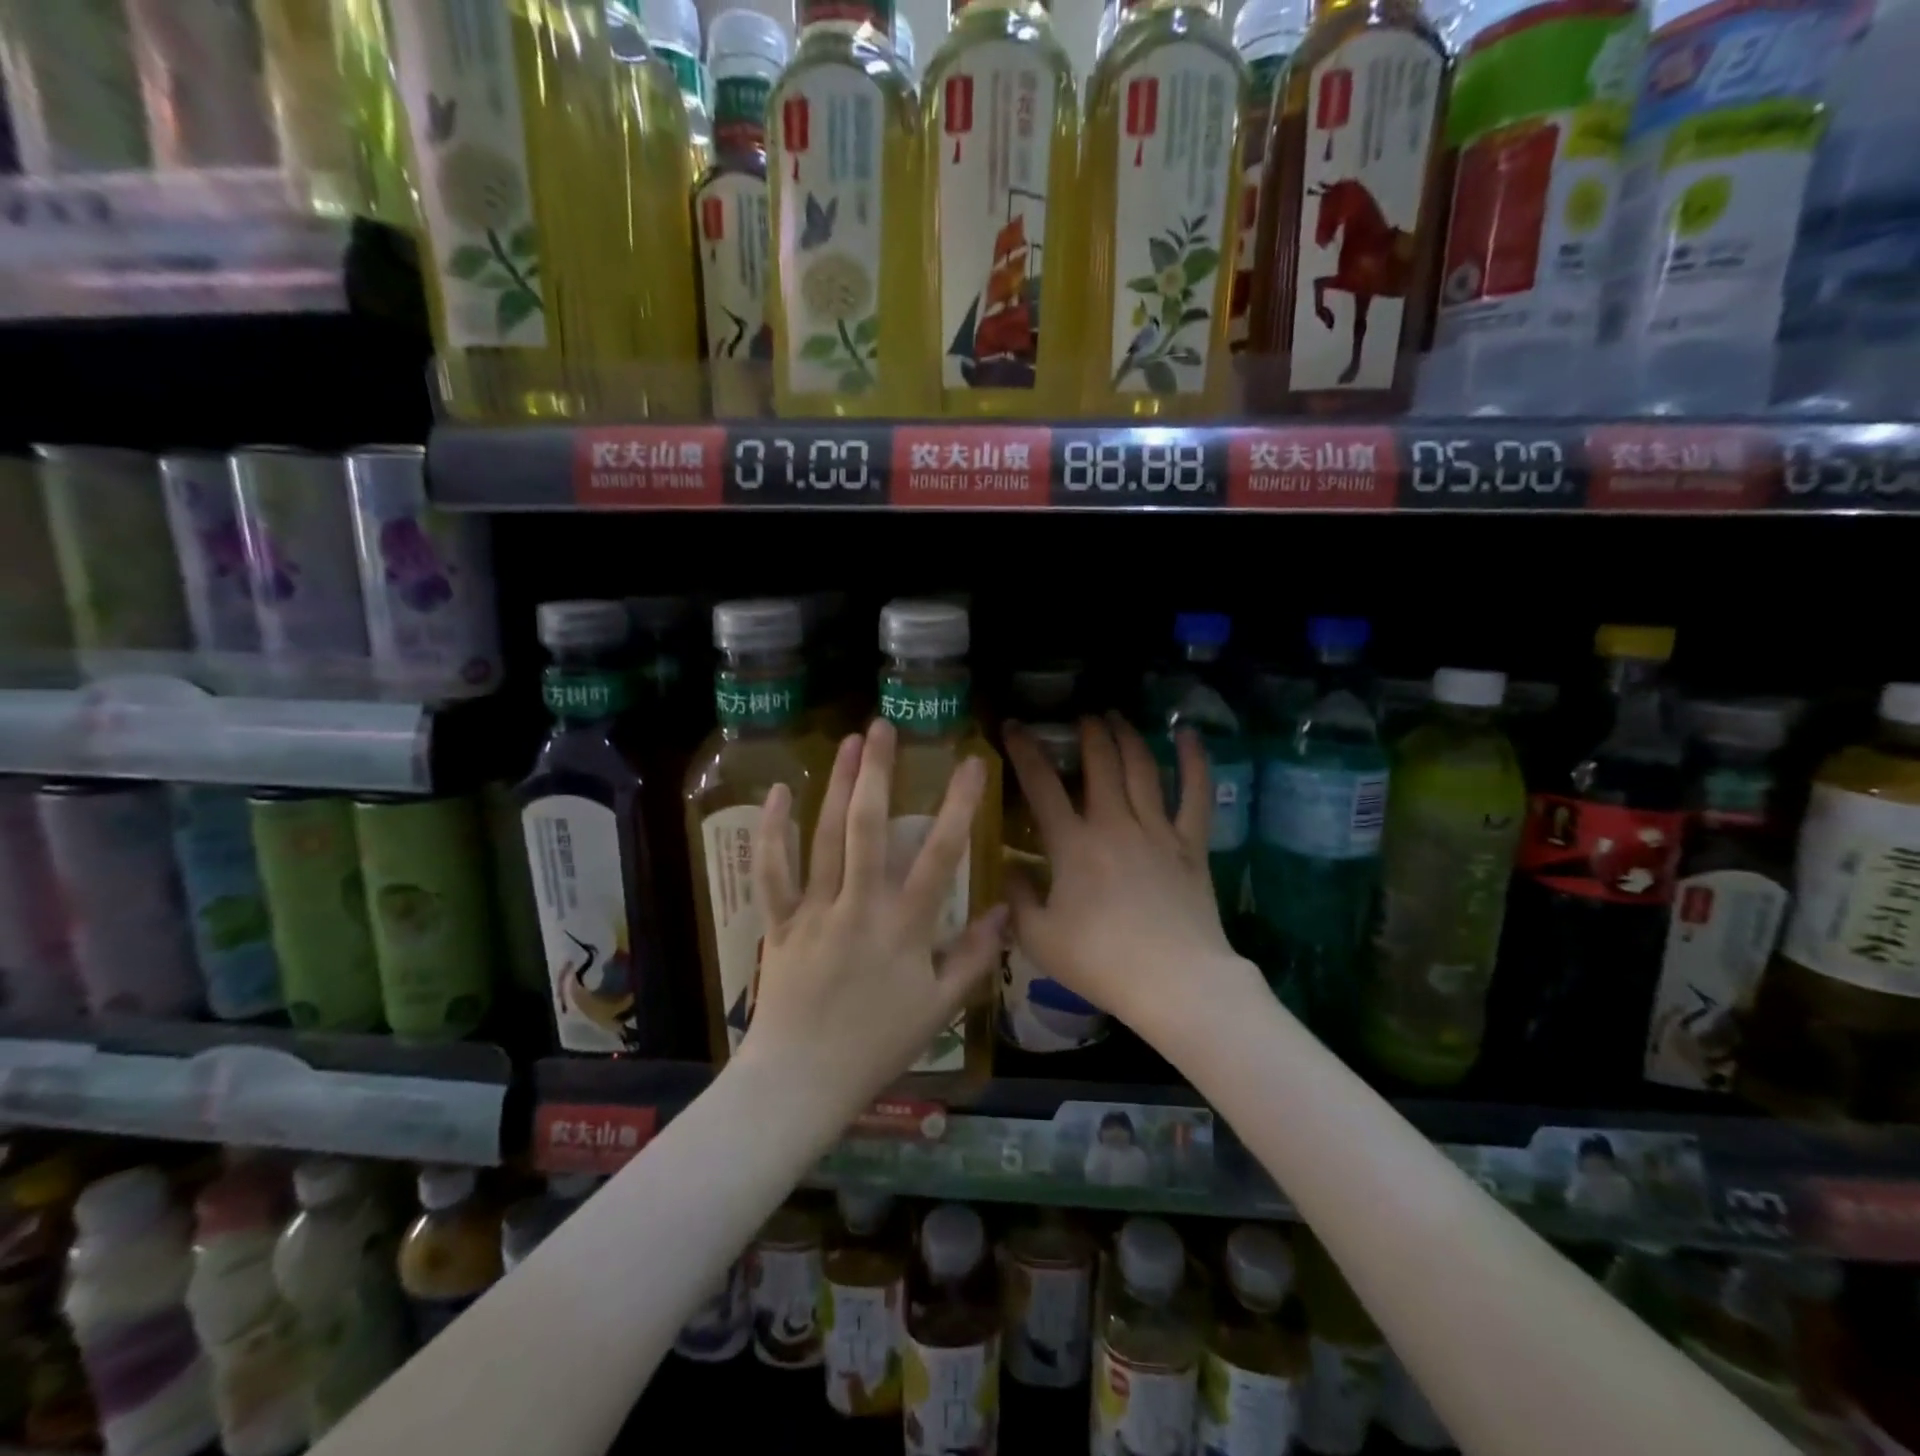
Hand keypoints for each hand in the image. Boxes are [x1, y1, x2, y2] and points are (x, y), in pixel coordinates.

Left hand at [735, 721, 1004, 1118]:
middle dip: (877, 772)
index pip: (940, 855)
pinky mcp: (779, 922)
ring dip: (836, 786)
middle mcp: (860, 907)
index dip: (958, 805)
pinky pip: (773, 872)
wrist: (801, 1083)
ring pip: (823, 837)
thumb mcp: (939, 1008)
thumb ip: (974, 957)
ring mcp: (815, 911)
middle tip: (882, 727)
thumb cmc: (877, 1046)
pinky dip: (772, 832)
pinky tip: (777, 793)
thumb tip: (1005, 909)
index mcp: (905, 927)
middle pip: (868, 828)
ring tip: (847, 743)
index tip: (971, 763)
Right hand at [1003, 714, 1259, 1037]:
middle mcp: (1113, 823)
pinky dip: (1194, 761)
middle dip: (1088, 733)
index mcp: (1072, 844)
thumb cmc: (1100, 962)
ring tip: (1116, 716)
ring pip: (1141, 768)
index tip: (1015, 725)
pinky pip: (1195, 794)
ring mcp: (1157, 830)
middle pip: (1100, 763)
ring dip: (1126, 737)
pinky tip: (1187, 735)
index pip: (1041, 784)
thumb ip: (1017, 899)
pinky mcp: (1191, 844)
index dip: (1024, 750)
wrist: (1174, 983)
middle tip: (1081, 717)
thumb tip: (1008, 868)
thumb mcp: (1039, 938)